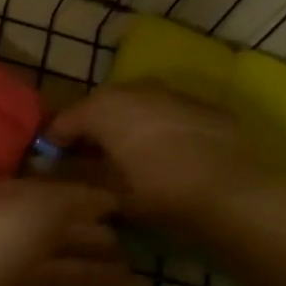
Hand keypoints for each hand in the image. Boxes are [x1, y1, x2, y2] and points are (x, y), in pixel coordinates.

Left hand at [0, 181, 125, 285]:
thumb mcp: (33, 212)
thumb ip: (71, 201)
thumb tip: (106, 194)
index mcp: (5, 205)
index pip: (54, 197)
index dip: (89, 201)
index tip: (129, 208)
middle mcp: (0, 238)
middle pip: (53, 237)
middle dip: (91, 241)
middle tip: (134, 252)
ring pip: (49, 276)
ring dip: (85, 277)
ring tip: (126, 282)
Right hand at [45, 82, 285, 242]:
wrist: (235, 195)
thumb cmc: (159, 194)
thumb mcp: (108, 193)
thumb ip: (75, 178)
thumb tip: (55, 173)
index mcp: (104, 107)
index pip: (63, 122)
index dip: (53, 146)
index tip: (51, 168)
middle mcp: (136, 89)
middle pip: (100, 110)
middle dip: (92, 134)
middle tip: (89, 165)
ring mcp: (174, 94)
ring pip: (137, 109)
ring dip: (127, 130)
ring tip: (128, 161)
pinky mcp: (206, 108)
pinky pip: (169, 117)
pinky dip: (160, 132)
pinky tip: (166, 159)